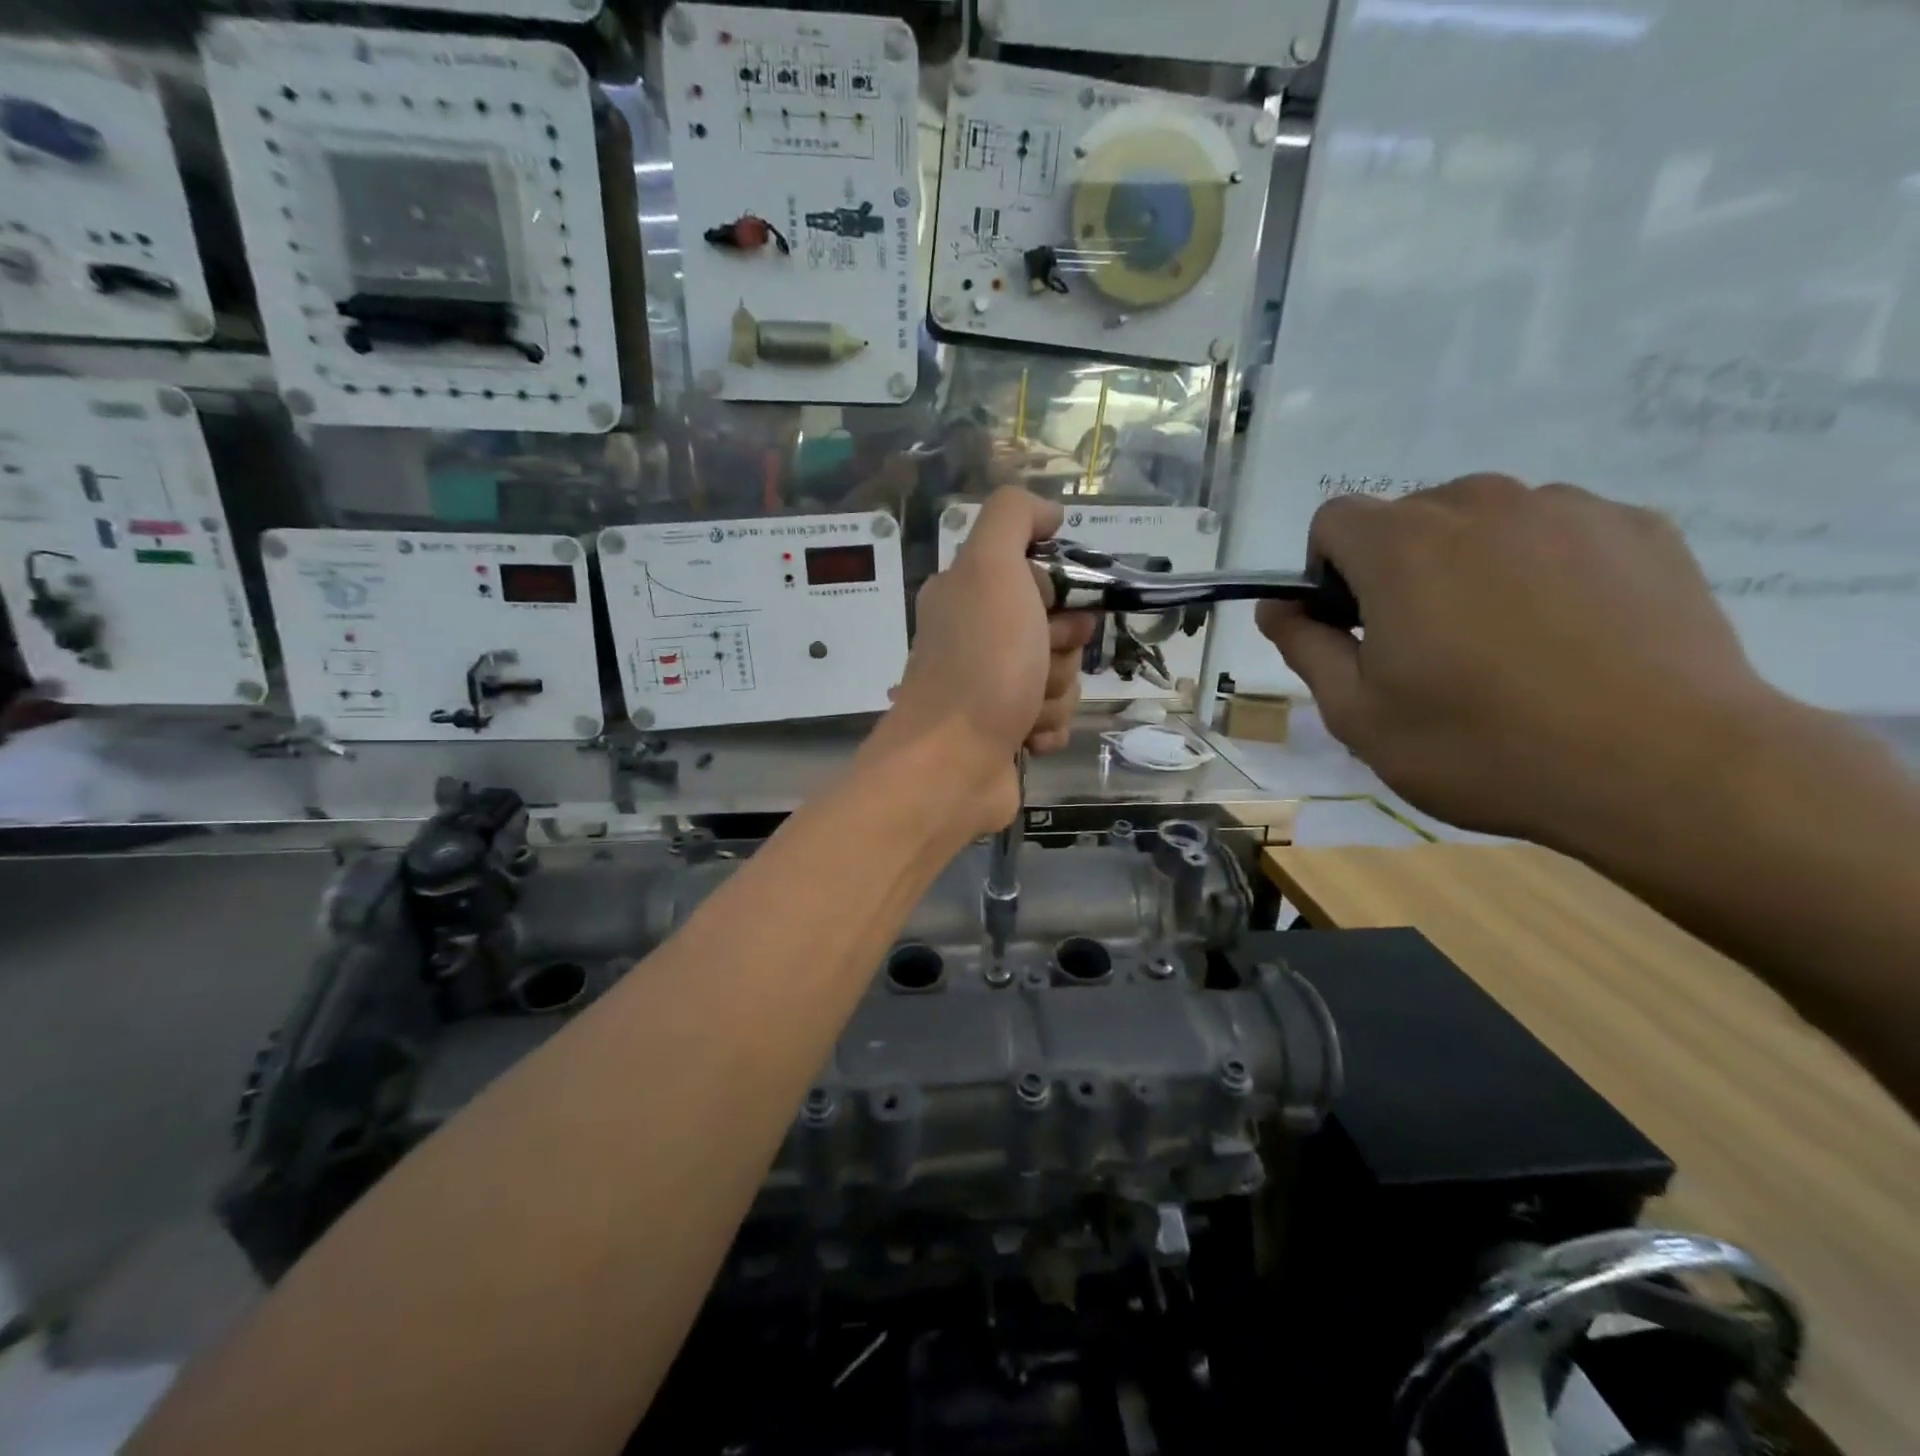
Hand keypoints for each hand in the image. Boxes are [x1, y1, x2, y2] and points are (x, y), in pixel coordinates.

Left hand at [879, 488, 1095, 833]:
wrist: (952, 764)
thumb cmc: (980, 663)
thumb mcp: (990, 567)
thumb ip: (1013, 518)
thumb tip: (1048, 513)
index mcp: (968, 593)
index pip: (1040, 575)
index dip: (1057, 592)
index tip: (1049, 610)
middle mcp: (976, 637)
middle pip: (1057, 629)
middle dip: (1060, 649)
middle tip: (1035, 664)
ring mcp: (989, 688)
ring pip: (1059, 677)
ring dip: (1054, 694)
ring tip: (1023, 710)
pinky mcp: (1004, 732)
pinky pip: (1053, 719)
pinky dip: (1048, 728)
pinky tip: (1025, 739)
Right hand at [1257, 474, 1775, 845]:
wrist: (1667, 769)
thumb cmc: (1482, 746)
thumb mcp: (1359, 715)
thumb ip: (1305, 648)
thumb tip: (1277, 607)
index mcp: (1401, 546)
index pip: (1333, 520)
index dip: (1326, 572)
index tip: (1353, 628)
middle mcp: (1479, 504)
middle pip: (1409, 518)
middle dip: (1397, 570)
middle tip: (1427, 648)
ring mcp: (1568, 508)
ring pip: (1485, 522)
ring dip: (1469, 566)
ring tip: (1506, 645)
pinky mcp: (1639, 526)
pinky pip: (1558, 532)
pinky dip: (1542, 568)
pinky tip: (1570, 637)